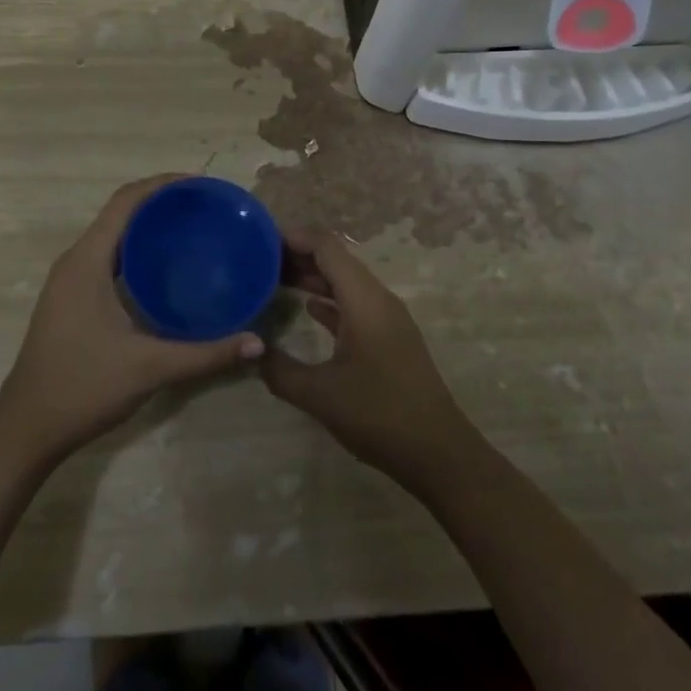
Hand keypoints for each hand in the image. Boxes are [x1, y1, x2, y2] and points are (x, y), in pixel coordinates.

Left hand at [0, 175, 264, 465]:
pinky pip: (108, 257)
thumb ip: (206, 354)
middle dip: (161, 202)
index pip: (125, 201)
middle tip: (206, 208)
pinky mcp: (71, 298)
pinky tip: (165, 270)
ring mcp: (69, 280)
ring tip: (192, 229)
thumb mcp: (149, 368)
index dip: (162, 184)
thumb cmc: (82, 387)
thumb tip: (257, 343)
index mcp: (87, 261)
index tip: (201, 185)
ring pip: (113, 235)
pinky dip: (136, 250)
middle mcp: (75, 261)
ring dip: (148, 226)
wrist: (25, 429)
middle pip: (120, 212)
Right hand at [261, 229, 482, 497]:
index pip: (327, 247)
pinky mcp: (390, 338)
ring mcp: (387, 319)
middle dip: (299, 255)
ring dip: (314, 278)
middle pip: (336, 260)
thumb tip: (251, 350)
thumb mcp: (320, 395)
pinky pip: (354, 304)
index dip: (295, 237)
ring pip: (345, 283)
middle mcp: (377, 299)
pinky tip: (307, 307)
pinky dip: (329, 301)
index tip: (261, 238)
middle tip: (259, 260)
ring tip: (274, 279)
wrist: (438, 453)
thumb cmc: (379, 414)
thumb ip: (280, 369)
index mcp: (364, 299)